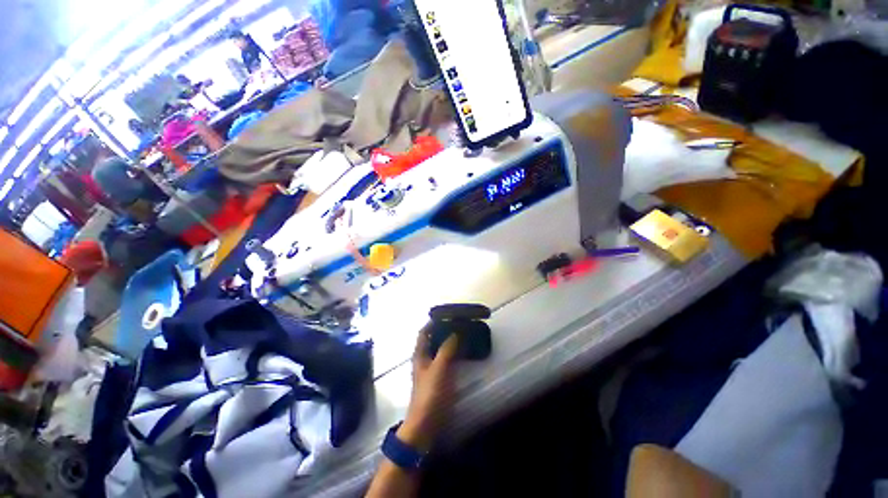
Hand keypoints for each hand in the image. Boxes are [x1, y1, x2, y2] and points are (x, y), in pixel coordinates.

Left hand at [398, 325, 459, 451]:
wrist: (426, 425)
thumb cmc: (430, 394)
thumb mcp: (439, 369)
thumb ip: (447, 349)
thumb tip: (455, 333)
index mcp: (420, 354)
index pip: (424, 332)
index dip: (433, 322)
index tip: (447, 316)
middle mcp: (424, 359)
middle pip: (432, 339)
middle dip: (443, 331)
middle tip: (459, 324)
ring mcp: (431, 370)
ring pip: (439, 350)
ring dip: (449, 342)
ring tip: (463, 335)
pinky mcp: (438, 380)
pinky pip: (446, 361)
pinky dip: (453, 354)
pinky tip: (463, 354)